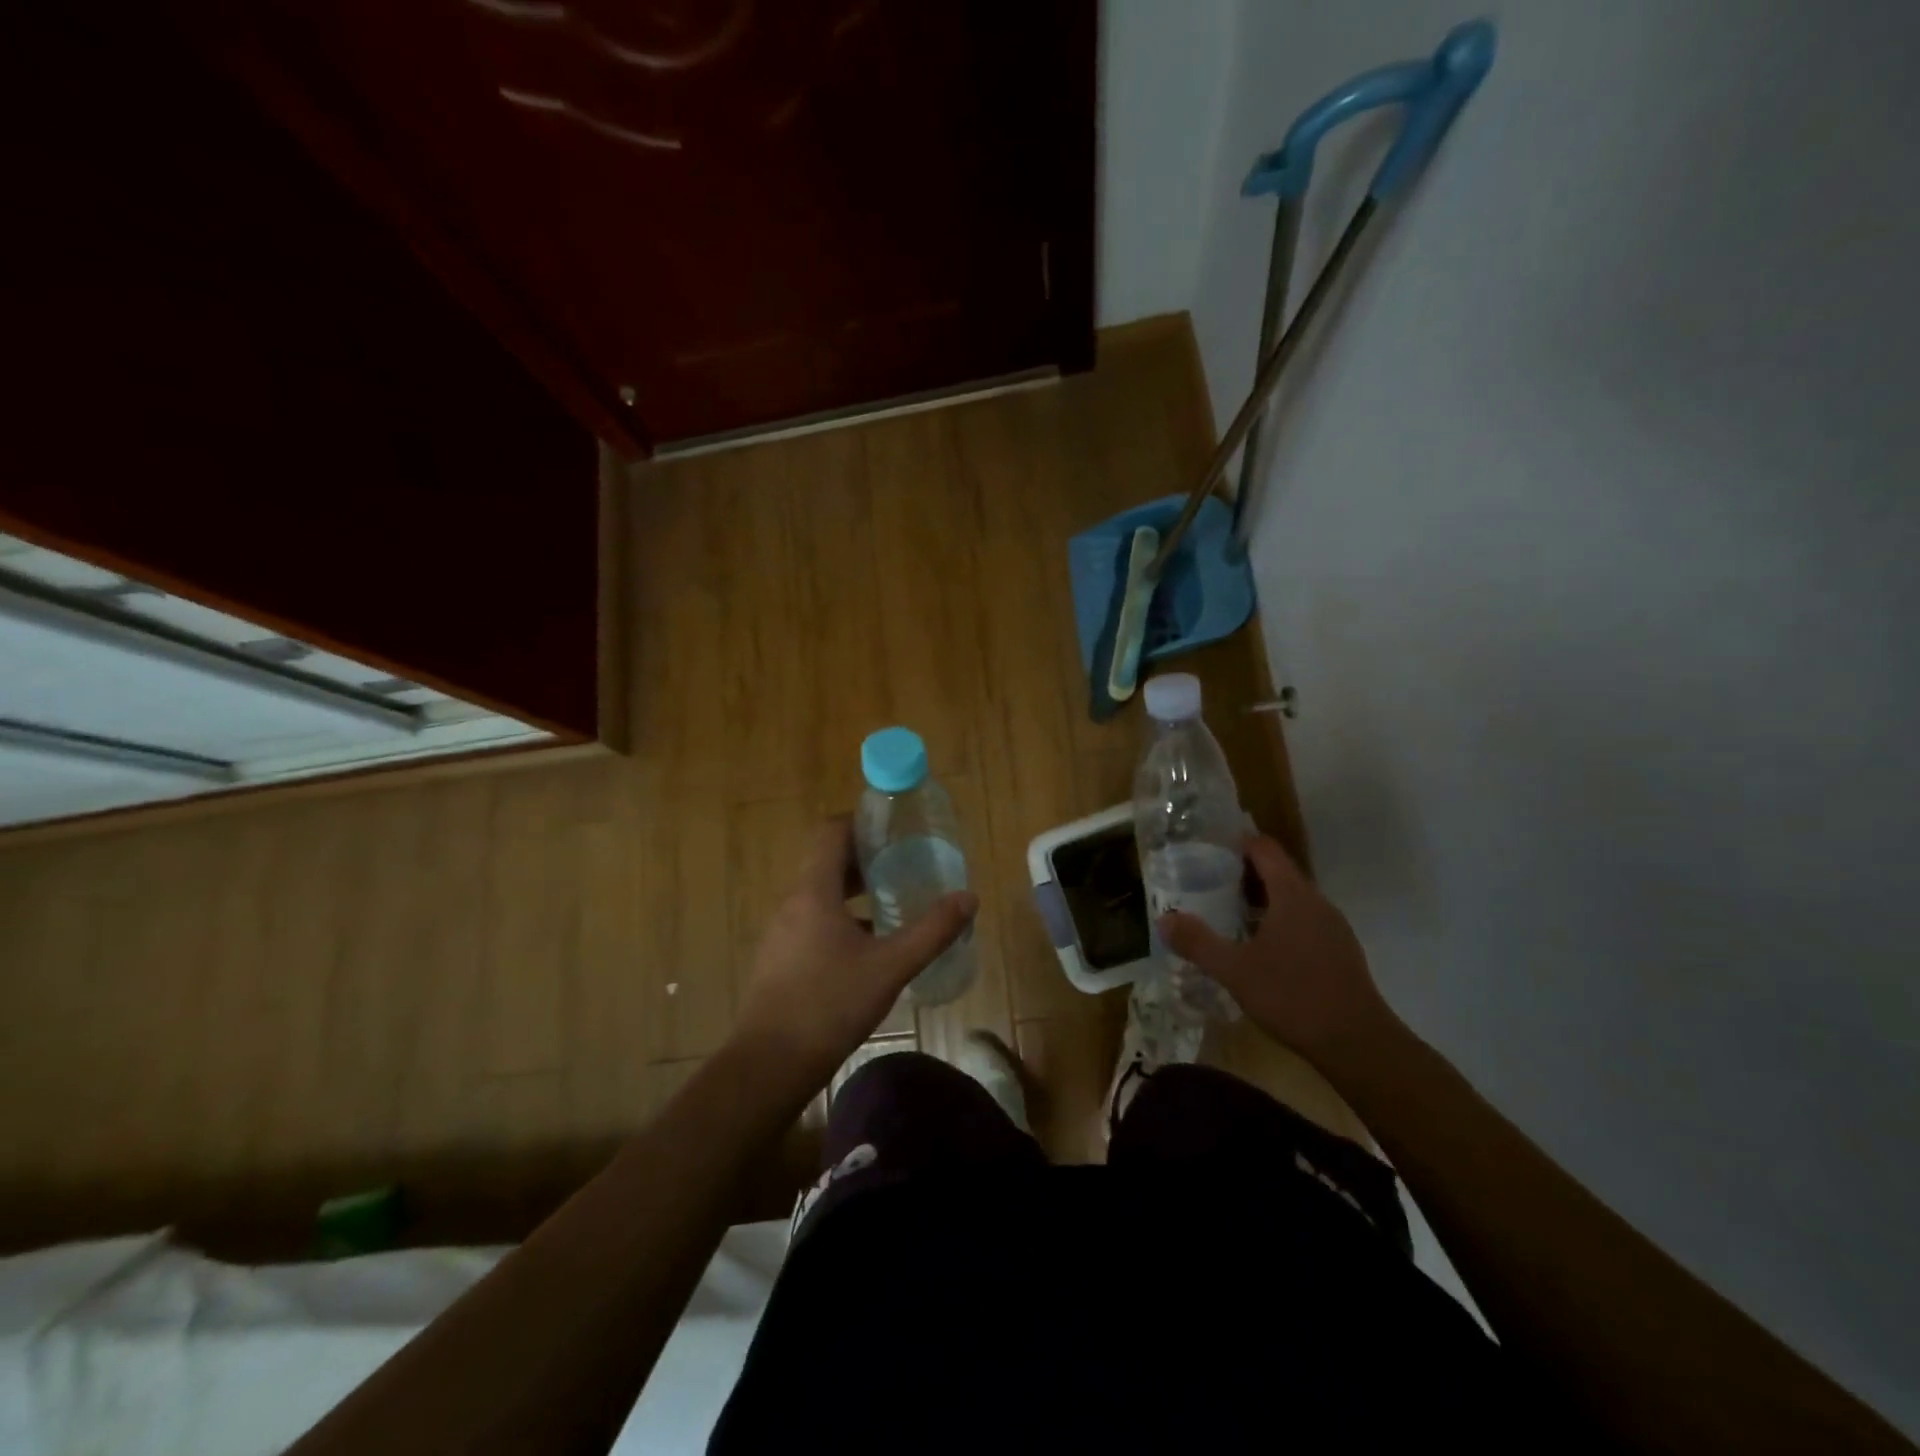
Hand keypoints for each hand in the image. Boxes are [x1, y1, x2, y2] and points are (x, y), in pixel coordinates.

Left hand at [733, 818, 976, 1090]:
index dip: (862, 822)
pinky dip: (843, 918)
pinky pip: (814, 921)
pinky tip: (871, 944)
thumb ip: (931, 931)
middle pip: (827, 861)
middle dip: (866, 857)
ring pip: (821, 893)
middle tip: (905, 862)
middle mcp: (793, 903)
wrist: (770, 1065)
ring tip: (894, 899)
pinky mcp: (782, 959)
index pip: (831, 832)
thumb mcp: (890, 966)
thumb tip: (968, 897)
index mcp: (814, 892)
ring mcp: (782, 932)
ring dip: (855, 890)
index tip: (895, 828)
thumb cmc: (830, 1005)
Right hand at [1157, 835, 1393, 1067]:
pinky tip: (1260, 947)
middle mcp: (1316, 902)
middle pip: (1279, 871)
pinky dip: (1279, 920)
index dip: (1237, 843)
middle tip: (1207, 881)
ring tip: (1227, 912)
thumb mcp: (1234, 970)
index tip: (1208, 848)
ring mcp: (1333, 927)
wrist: (1357, 1043)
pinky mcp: (1340, 951)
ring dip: (1262, 898)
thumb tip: (1164, 919)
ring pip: (1293, 898)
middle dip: (1244, 872)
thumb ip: (1198, 942)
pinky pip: (1304, 920)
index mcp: (1292, 895)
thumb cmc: (1292, 996)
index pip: (1265, 849)